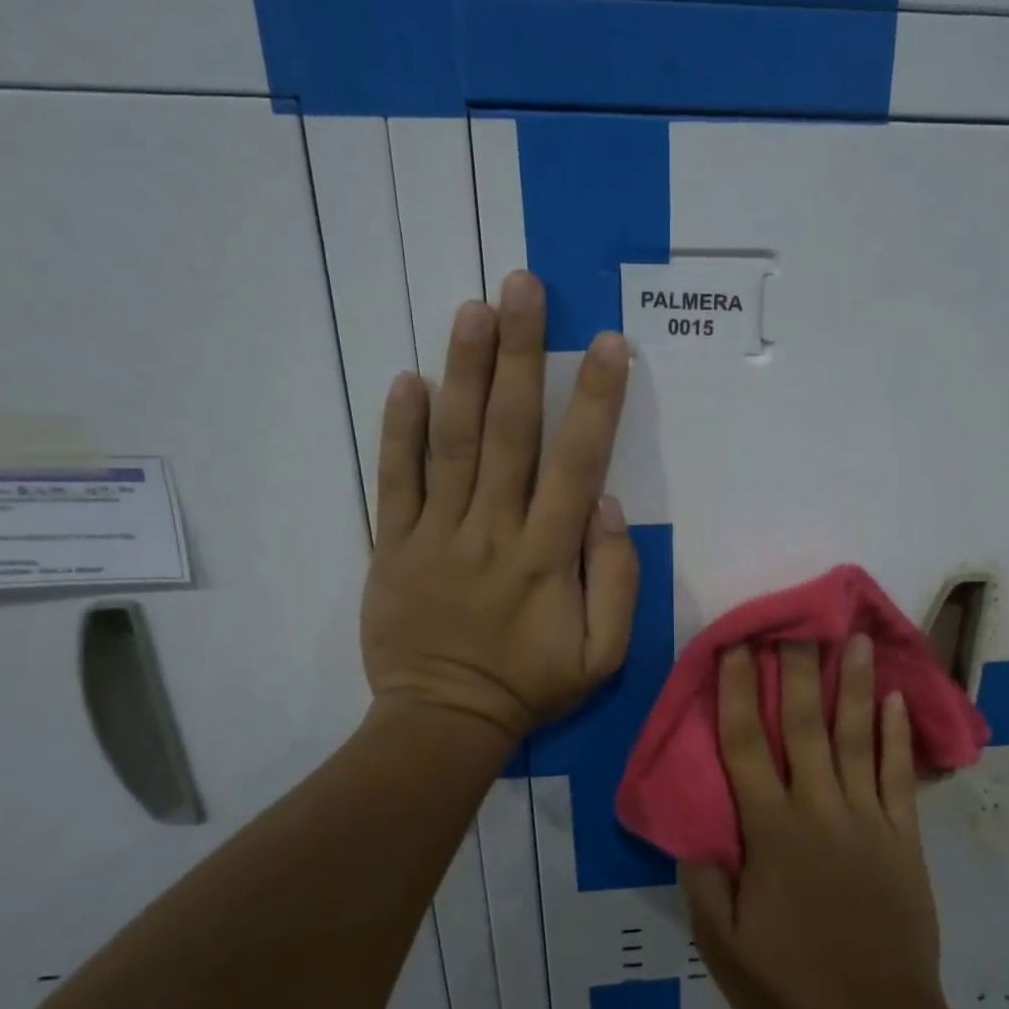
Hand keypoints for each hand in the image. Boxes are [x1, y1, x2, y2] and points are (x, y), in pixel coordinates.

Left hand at [360, 271, 637, 744]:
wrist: (442, 721)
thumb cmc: (530, 685)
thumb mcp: (602, 655)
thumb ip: (616, 581)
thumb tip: (606, 505)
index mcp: (547, 557)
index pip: (575, 464)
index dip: (594, 401)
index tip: (606, 344)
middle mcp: (492, 531)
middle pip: (508, 432)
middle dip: (519, 355)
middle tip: (522, 287)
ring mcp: (435, 534)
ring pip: (452, 442)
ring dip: (464, 372)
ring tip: (472, 308)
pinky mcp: (392, 545)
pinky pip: (394, 480)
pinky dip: (399, 429)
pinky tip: (408, 378)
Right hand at [680, 637, 946, 1008]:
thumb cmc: (791, 985)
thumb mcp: (722, 945)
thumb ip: (702, 880)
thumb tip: (690, 828)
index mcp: (770, 830)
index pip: (746, 745)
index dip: (738, 692)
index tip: (737, 648)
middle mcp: (818, 808)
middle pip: (806, 725)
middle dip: (797, 669)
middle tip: (797, 621)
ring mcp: (867, 819)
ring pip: (858, 738)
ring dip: (856, 685)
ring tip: (855, 639)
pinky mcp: (903, 838)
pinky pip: (899, 777)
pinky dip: (897, 737)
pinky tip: (897, 701)